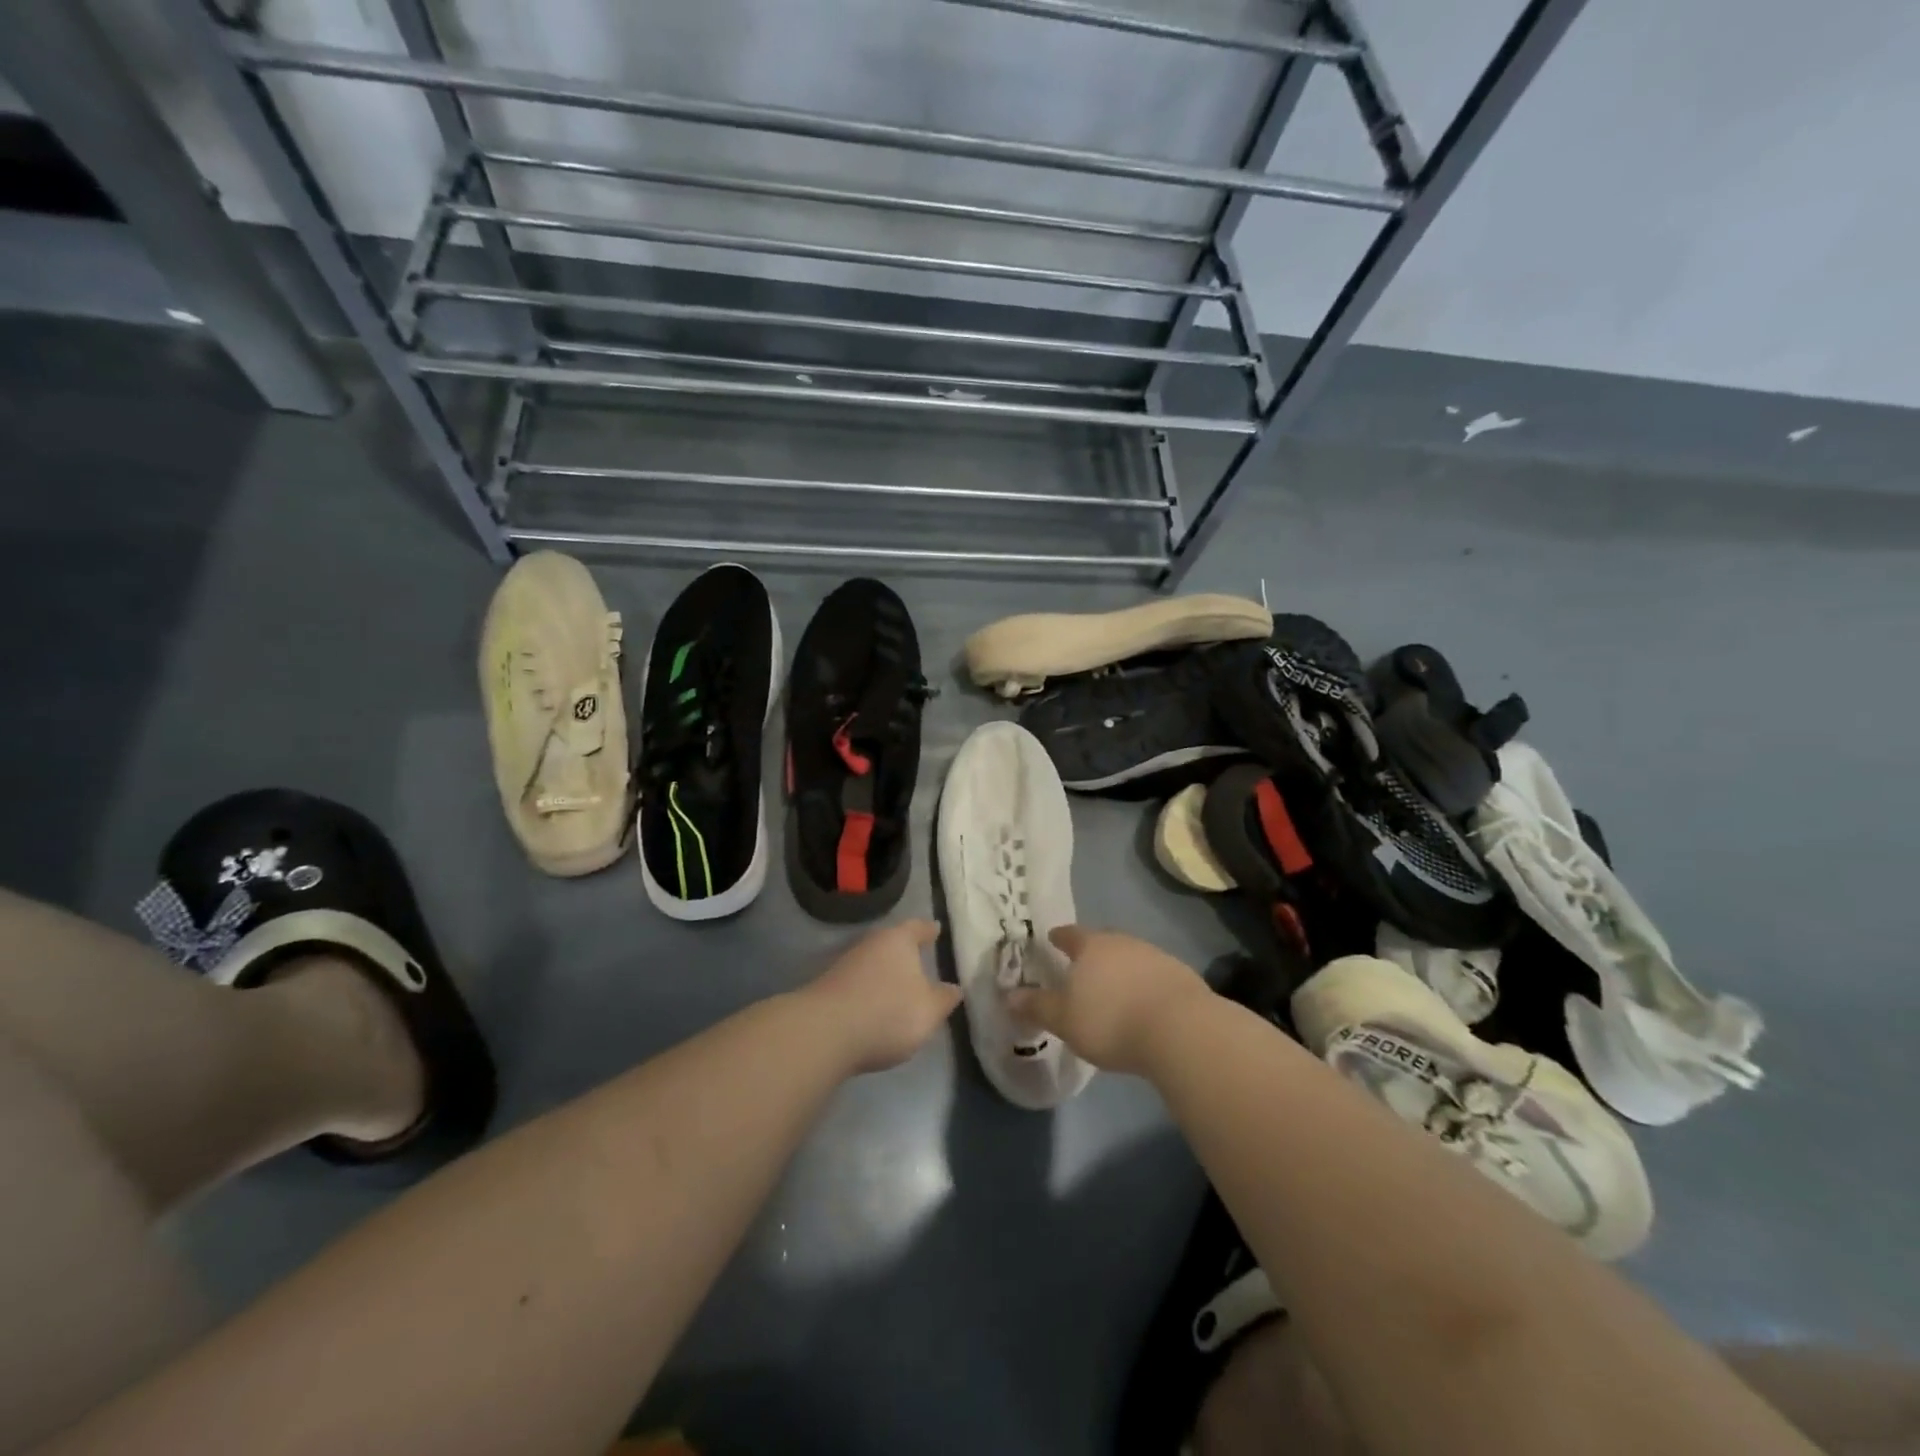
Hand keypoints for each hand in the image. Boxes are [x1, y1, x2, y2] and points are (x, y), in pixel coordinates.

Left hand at [803, 919, 961, 1072]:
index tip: (936, 929)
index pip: (917, 928)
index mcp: (898, 940)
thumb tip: (954, 988)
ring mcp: (845, 964)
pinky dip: (869, 989)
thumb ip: (944, 998)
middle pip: (892, 943)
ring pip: (873, 962)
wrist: (824, 1032)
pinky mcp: (829, 987)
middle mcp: (870, 944)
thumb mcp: (928, 1011)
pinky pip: (858, 982)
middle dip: (905, 951)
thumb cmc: (887, 1013)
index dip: (928, 930)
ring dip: (885, 972)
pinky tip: (874, 1004)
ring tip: (899, 985)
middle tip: (920, 957)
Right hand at [1007, 926, 1210, 1074]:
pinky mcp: (1180, 975)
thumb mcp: (1064, 1020)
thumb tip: (1009, 995)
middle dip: (1091, 953)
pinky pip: (1153, 975)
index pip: (1070, 934)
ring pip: (1130, 957)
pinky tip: (1143, 1005)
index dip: (1059, 937)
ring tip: (1113, 990)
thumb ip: (1036, 1006)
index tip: (1052, 939)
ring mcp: (1155, 955)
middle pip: (1102, 942)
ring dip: (1120, 970)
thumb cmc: (1111, 1021)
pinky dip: (1144, 985)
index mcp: (1091, 946)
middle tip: (1081, 968)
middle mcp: (1122, 942)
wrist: (1180, 1030)